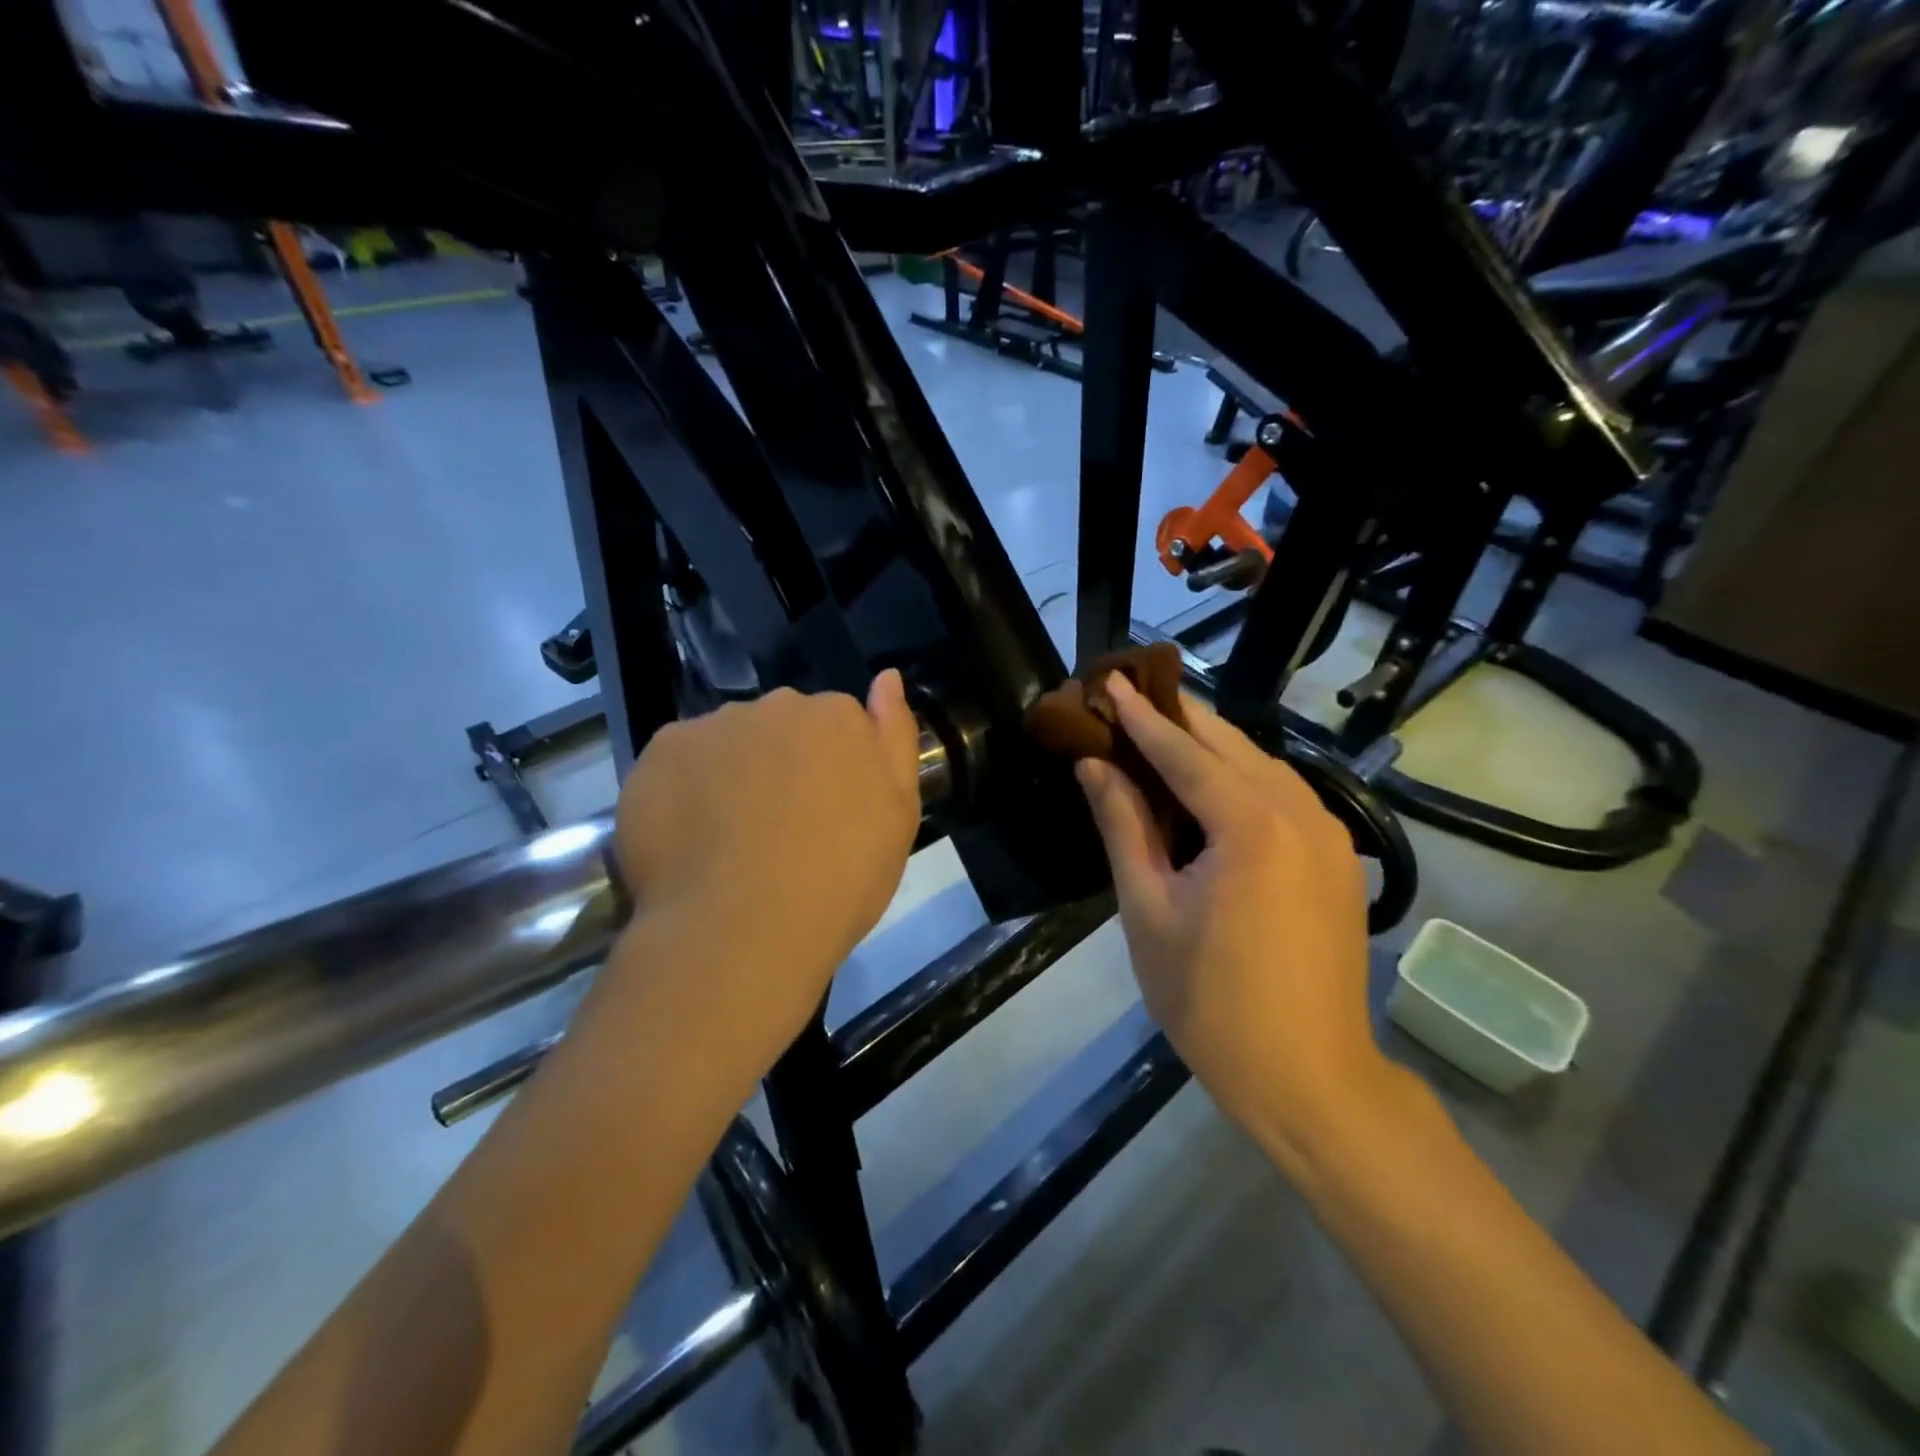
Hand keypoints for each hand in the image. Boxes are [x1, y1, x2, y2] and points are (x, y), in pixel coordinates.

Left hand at [613, 671, 921, 1039]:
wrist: (744, 930)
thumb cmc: (840, 879)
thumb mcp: (898, 815)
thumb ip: (895, 737)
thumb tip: (887, 677)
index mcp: (837, 716)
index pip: (836, 725)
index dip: (830, 770)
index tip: (826, 815)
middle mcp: (775, 705)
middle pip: (779, 728)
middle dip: (780, 764)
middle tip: (779, 830)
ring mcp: (713, 726)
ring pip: (726, 743)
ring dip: (731, 774)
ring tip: (730, 841)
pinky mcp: (660, 753)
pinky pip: (678, 763)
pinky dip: (684, 790)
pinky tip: (691, 840)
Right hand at [1075, 674, 1386, 1162]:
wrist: (1309, 1078)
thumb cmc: (1209, 1000)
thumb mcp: (1148, 910)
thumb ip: (1123, 826)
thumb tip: (1094, 764)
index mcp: (1250, 824)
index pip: (1184, 751)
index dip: (1141, 715)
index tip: (1110, 680)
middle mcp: (1300, 813)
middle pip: (1230, 744)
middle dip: (1178, 716)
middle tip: (1130, 695)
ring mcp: (1330, 835)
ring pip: (1263, 765)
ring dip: (1211, 744)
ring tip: (1163, 732)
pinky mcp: (1340, 860)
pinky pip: (1285, 795)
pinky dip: (1243, 777)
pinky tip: (1214, 785)